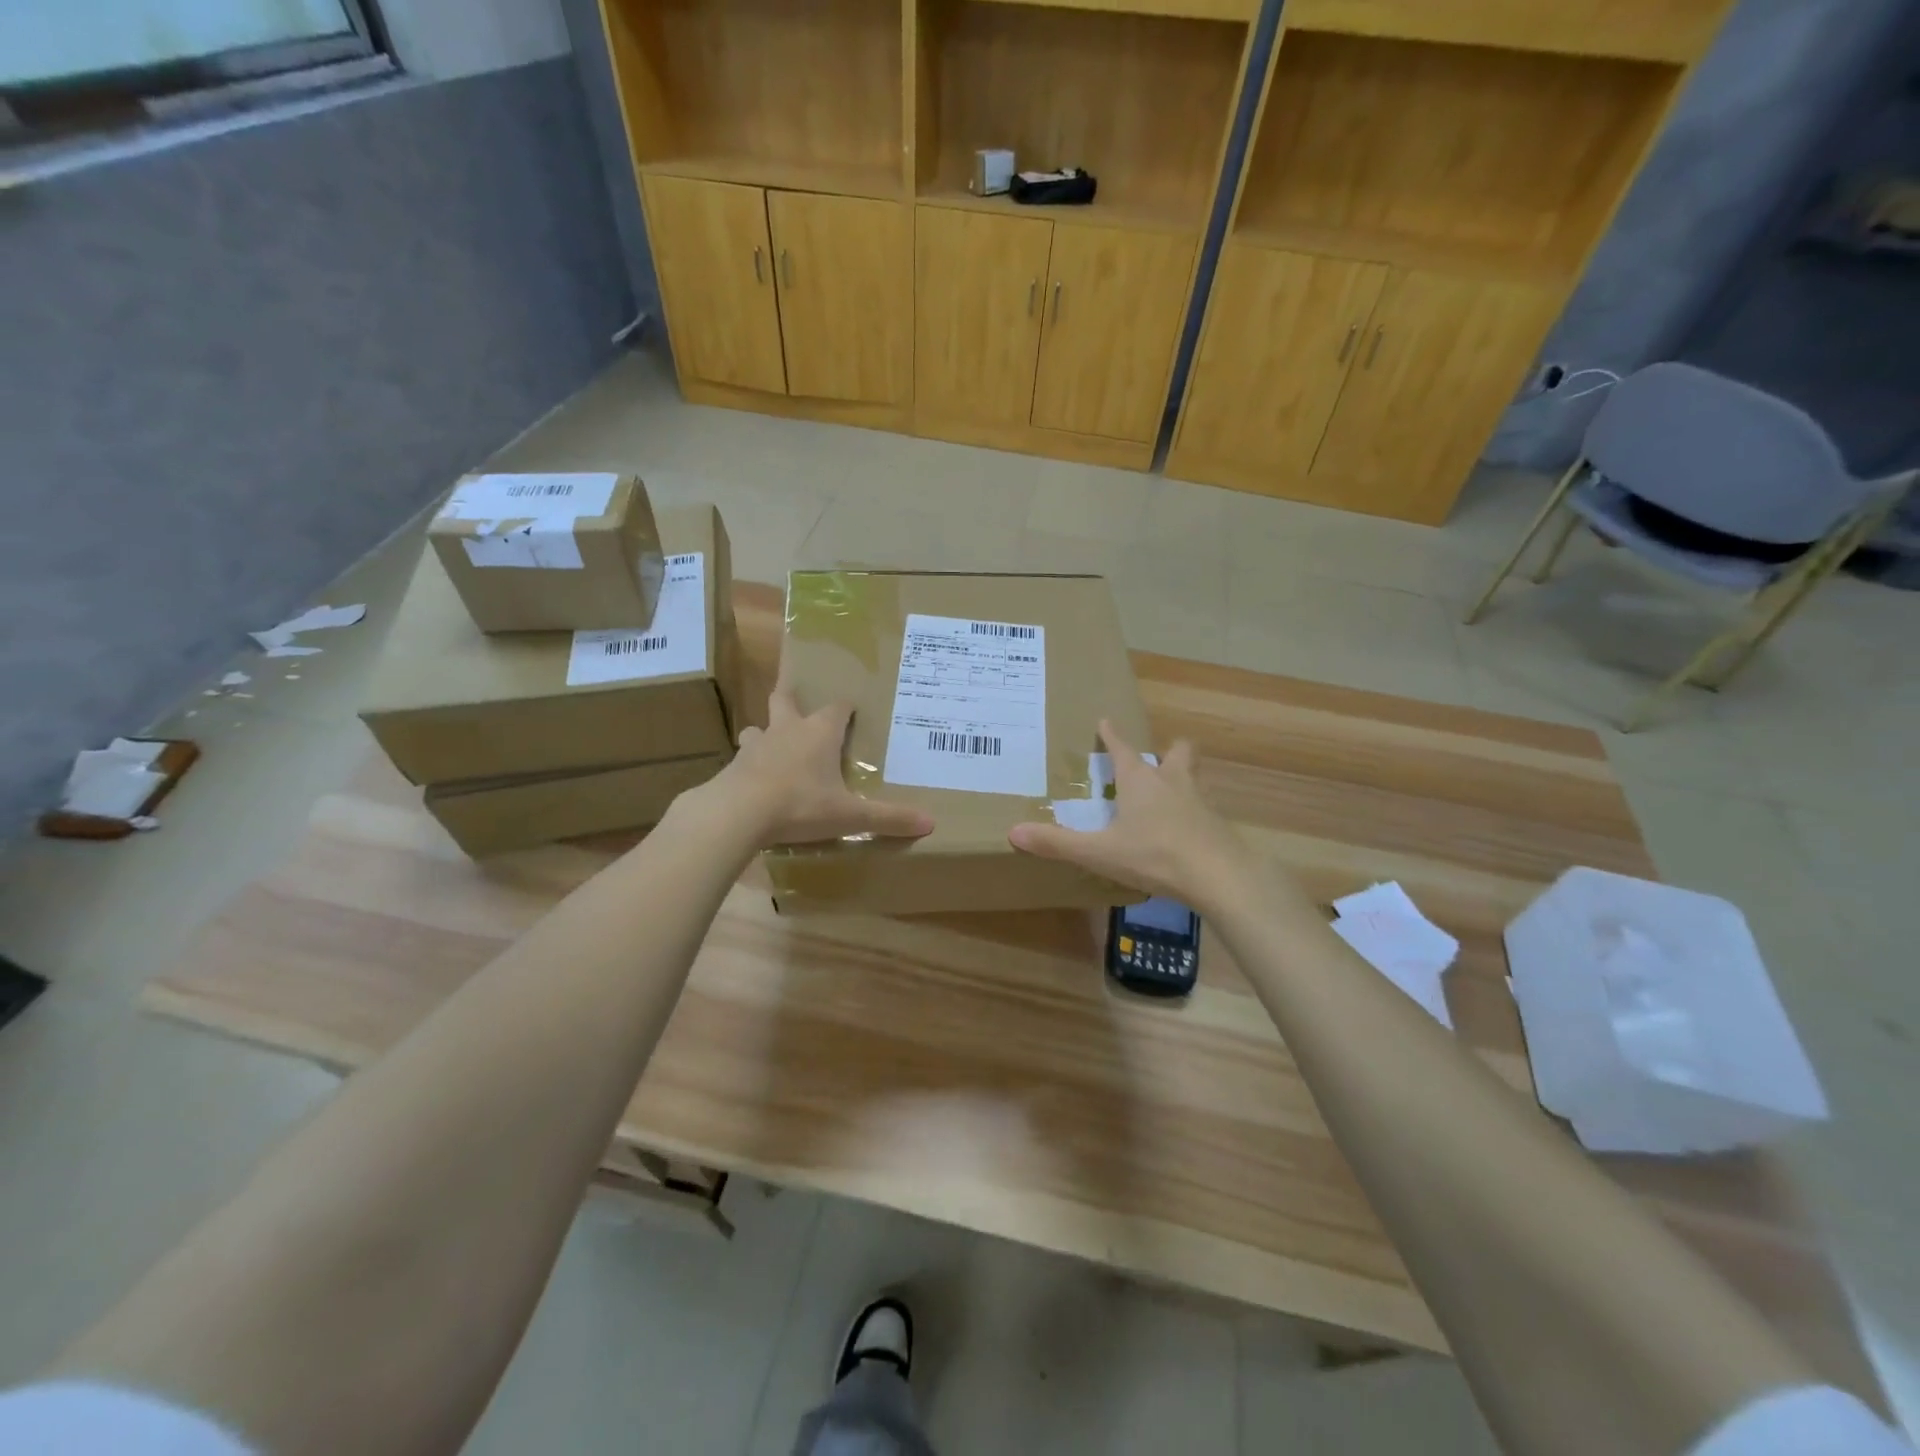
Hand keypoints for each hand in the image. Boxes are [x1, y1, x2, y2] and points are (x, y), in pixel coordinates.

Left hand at [700, 684, 932, 848]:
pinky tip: (753, 780)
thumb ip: (888, 819)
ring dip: (766, 733)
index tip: (852, 710)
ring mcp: (756, 746)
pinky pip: (743, 759)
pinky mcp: (733, 766)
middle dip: (791, 698)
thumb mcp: (849, 816)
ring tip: (772, 747)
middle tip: (796, 703)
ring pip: (758, 728)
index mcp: (820, 733)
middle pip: (785, 700)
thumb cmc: (800, 805)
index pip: (837, 708)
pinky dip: (749, 765)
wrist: (737, 813)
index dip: (846, 708)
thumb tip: (930, 823)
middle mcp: (787, 730)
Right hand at [1008, 720, 1251, 908]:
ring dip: (1182, 778)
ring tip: (1171, 792)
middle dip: (1168, 750)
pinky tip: (1186, 830)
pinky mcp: (1217, 826)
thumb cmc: (1155, 855)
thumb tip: (1013, 832)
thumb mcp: (1100, 852)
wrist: (1219, 876)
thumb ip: (1057, 843)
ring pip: (1193, 778)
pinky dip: (1193, 812)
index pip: (1123, 749)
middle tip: (1158, 757)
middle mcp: (1172, 783)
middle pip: (1177, 753)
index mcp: (1140, 782)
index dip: (1112, 736)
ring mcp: (1199, 802)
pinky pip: (1203, 809)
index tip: (1106, 721)